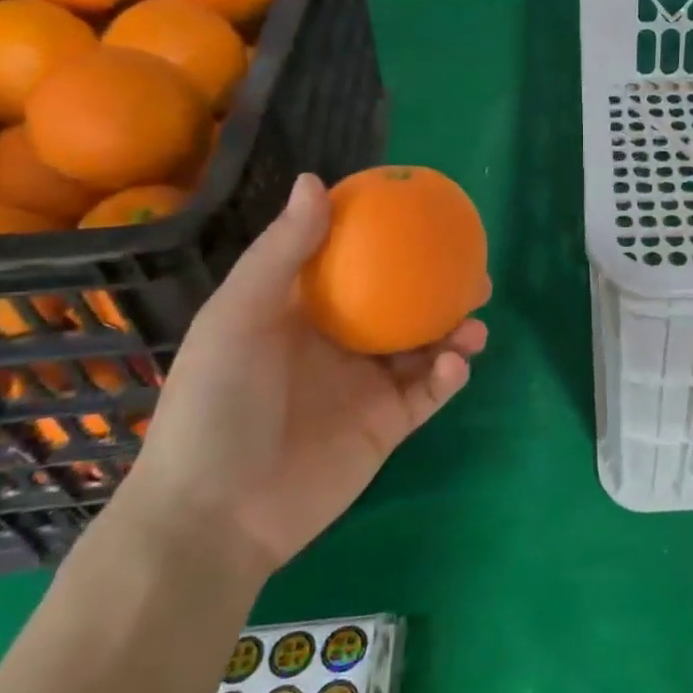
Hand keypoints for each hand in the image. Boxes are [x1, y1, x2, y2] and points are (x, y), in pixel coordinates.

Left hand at [118, 173, 486, 584]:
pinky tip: (453, 366)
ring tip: (475, 323)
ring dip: (455, 332)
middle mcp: (340, 343)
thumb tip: (317, 180)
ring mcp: (366, 386)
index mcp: (304, 312)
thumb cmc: (218, 401)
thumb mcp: (239, 316)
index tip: (426, 215)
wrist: (216, 513)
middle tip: (475, 273)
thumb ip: (282, 252)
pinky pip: (428, 393)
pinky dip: (448, 377)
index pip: (353, 263)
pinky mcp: (386, 426)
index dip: (389, 239)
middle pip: (403, 304)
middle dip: (441, 288)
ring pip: (425, 347)